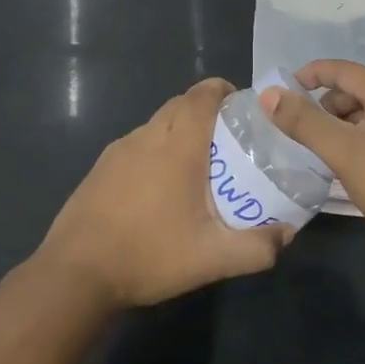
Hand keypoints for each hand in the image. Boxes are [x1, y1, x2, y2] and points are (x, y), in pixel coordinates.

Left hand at [37, 78, 290, 308]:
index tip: (242, 106)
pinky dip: (156, 150)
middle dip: (206, 111)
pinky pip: (137, 144)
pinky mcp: (100, 167)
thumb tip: (288, 235)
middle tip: (228, 141)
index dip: (223, 90)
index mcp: (177, 146)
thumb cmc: (148, 255)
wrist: (76, 273)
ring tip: (198, 166)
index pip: (202, 95)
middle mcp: (147, 137)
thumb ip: (256, 248)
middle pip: (180, 104)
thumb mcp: (212, 259)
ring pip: (156, 124)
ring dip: (179, 131)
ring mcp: (119, 150)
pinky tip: (160, 188)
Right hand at [261, 59, 364, 264]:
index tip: (283, 90)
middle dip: (324, 105)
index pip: (342, 70)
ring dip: (341, 128)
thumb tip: (269, 94)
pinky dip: (359, 144)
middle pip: (356, 93)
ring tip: (319, 152)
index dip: (310, 74)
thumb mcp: (344, 151)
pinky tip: (349, 169)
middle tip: (300, 129)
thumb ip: (304, 122)